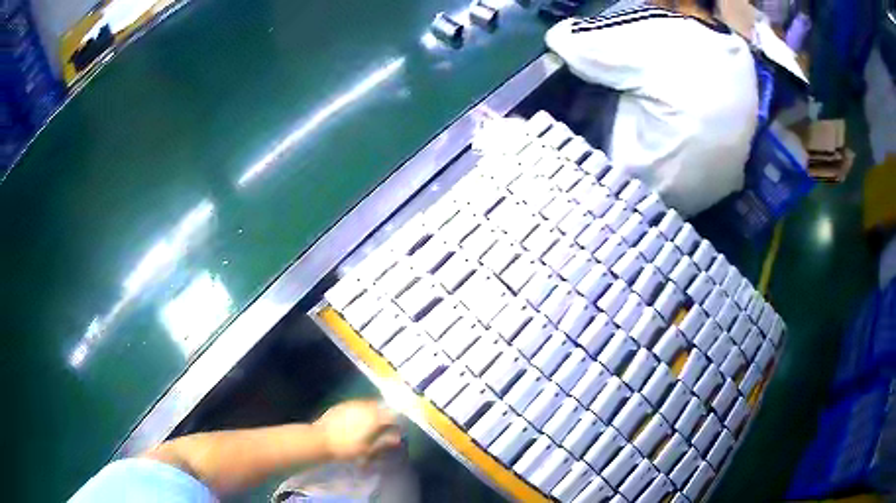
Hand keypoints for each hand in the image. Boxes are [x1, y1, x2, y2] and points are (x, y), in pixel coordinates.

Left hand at [313, 399, 402, 462]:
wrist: (320, 439)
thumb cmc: (346, 448)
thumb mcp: (367, 449)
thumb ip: (384, 442)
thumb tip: (397, 438)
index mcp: (374, 419)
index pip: (391, 415)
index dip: (396, 422)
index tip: (396, 429)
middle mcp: (365, 408)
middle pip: (380, 407)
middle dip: (384, 414)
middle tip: (384, 426)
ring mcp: (352, 404)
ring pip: (369, 404)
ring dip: (373, 411)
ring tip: (370, 422)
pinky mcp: (342, 405)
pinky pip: (357, 404)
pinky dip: (361, 410)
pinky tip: (357, 419)